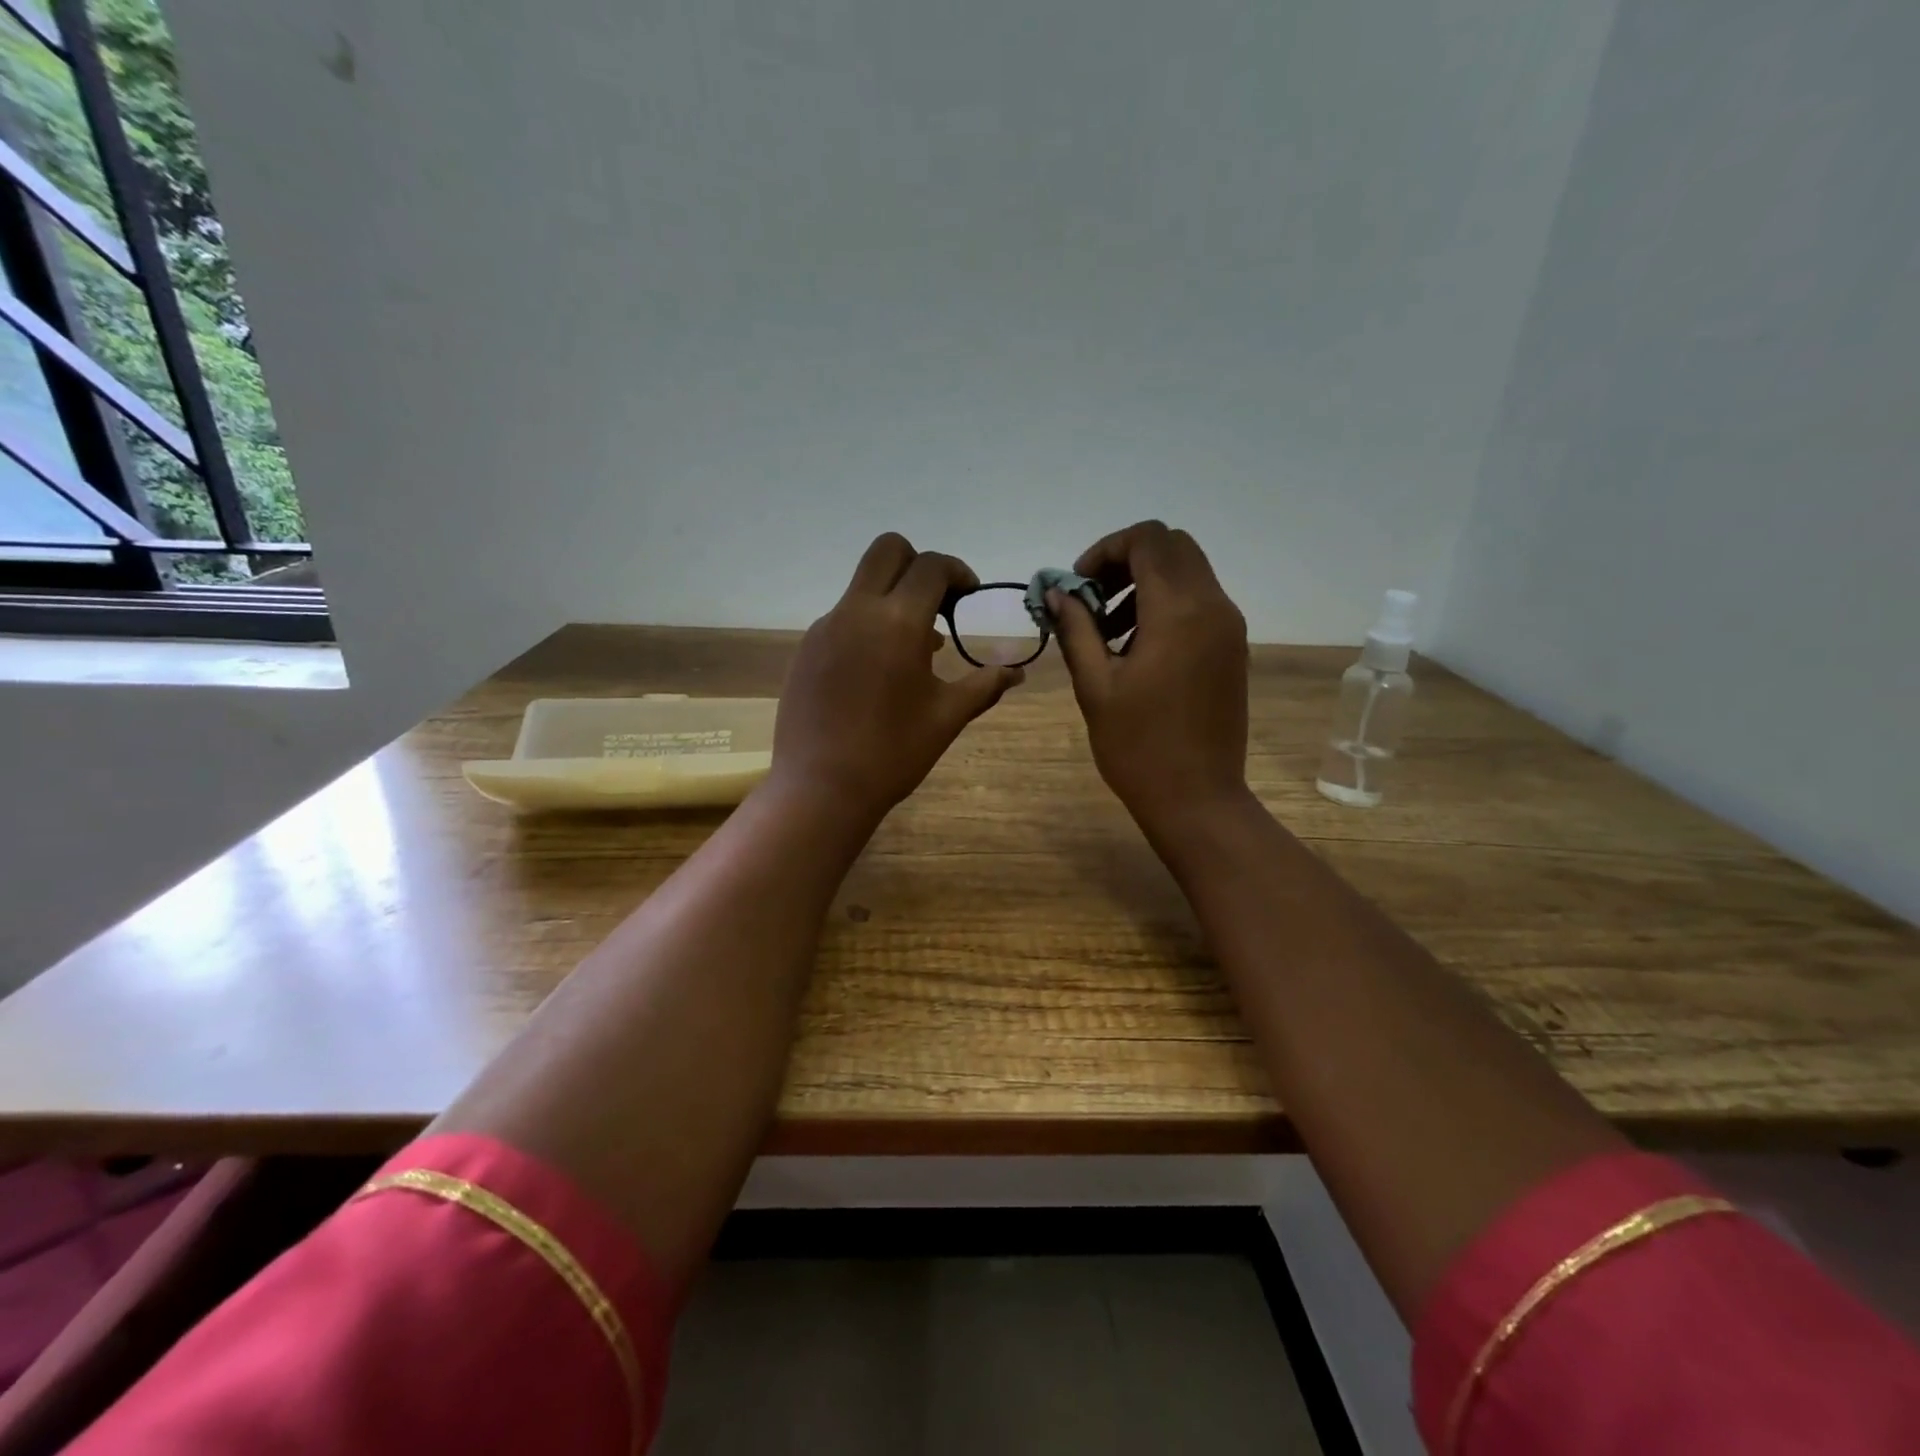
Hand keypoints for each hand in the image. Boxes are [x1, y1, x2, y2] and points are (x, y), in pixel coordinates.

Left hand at [771, 533, 1023, 824]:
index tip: (969, 596)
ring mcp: (825, 628)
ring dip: (893, 597)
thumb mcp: (947, 717)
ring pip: (863, 585)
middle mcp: (857, 611)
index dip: (957, 572)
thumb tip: (1017, 673)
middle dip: (919, 564)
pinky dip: (868, 624)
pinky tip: (879, 670)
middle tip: (938, 604)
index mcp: (898, 622)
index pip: (931, 566)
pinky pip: (843, 616)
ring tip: (915, 648)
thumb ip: (984, 686)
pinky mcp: (807, 649)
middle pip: (887, 551)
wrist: (821, 788)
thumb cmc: (893, 753)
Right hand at [1052, 521, 1250, 836]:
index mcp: (1177, 612)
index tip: (1079, 586)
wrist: (1198, 798)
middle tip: (1093, 599)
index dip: (1106, 549)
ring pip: (1189, 572)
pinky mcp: (1233, 649)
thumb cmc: (1137, 746)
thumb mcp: (1095, 686)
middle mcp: (1213, 607)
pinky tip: (1138, 648)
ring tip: (1110, 629)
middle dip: (1127, 560)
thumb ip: (1075, 628)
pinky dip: (1167, 604)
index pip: (1147, 539)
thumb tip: (1056, 592)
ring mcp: (1230, 628)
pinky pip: (1201, 601)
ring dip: (1146, 582)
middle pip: (1172, 546)